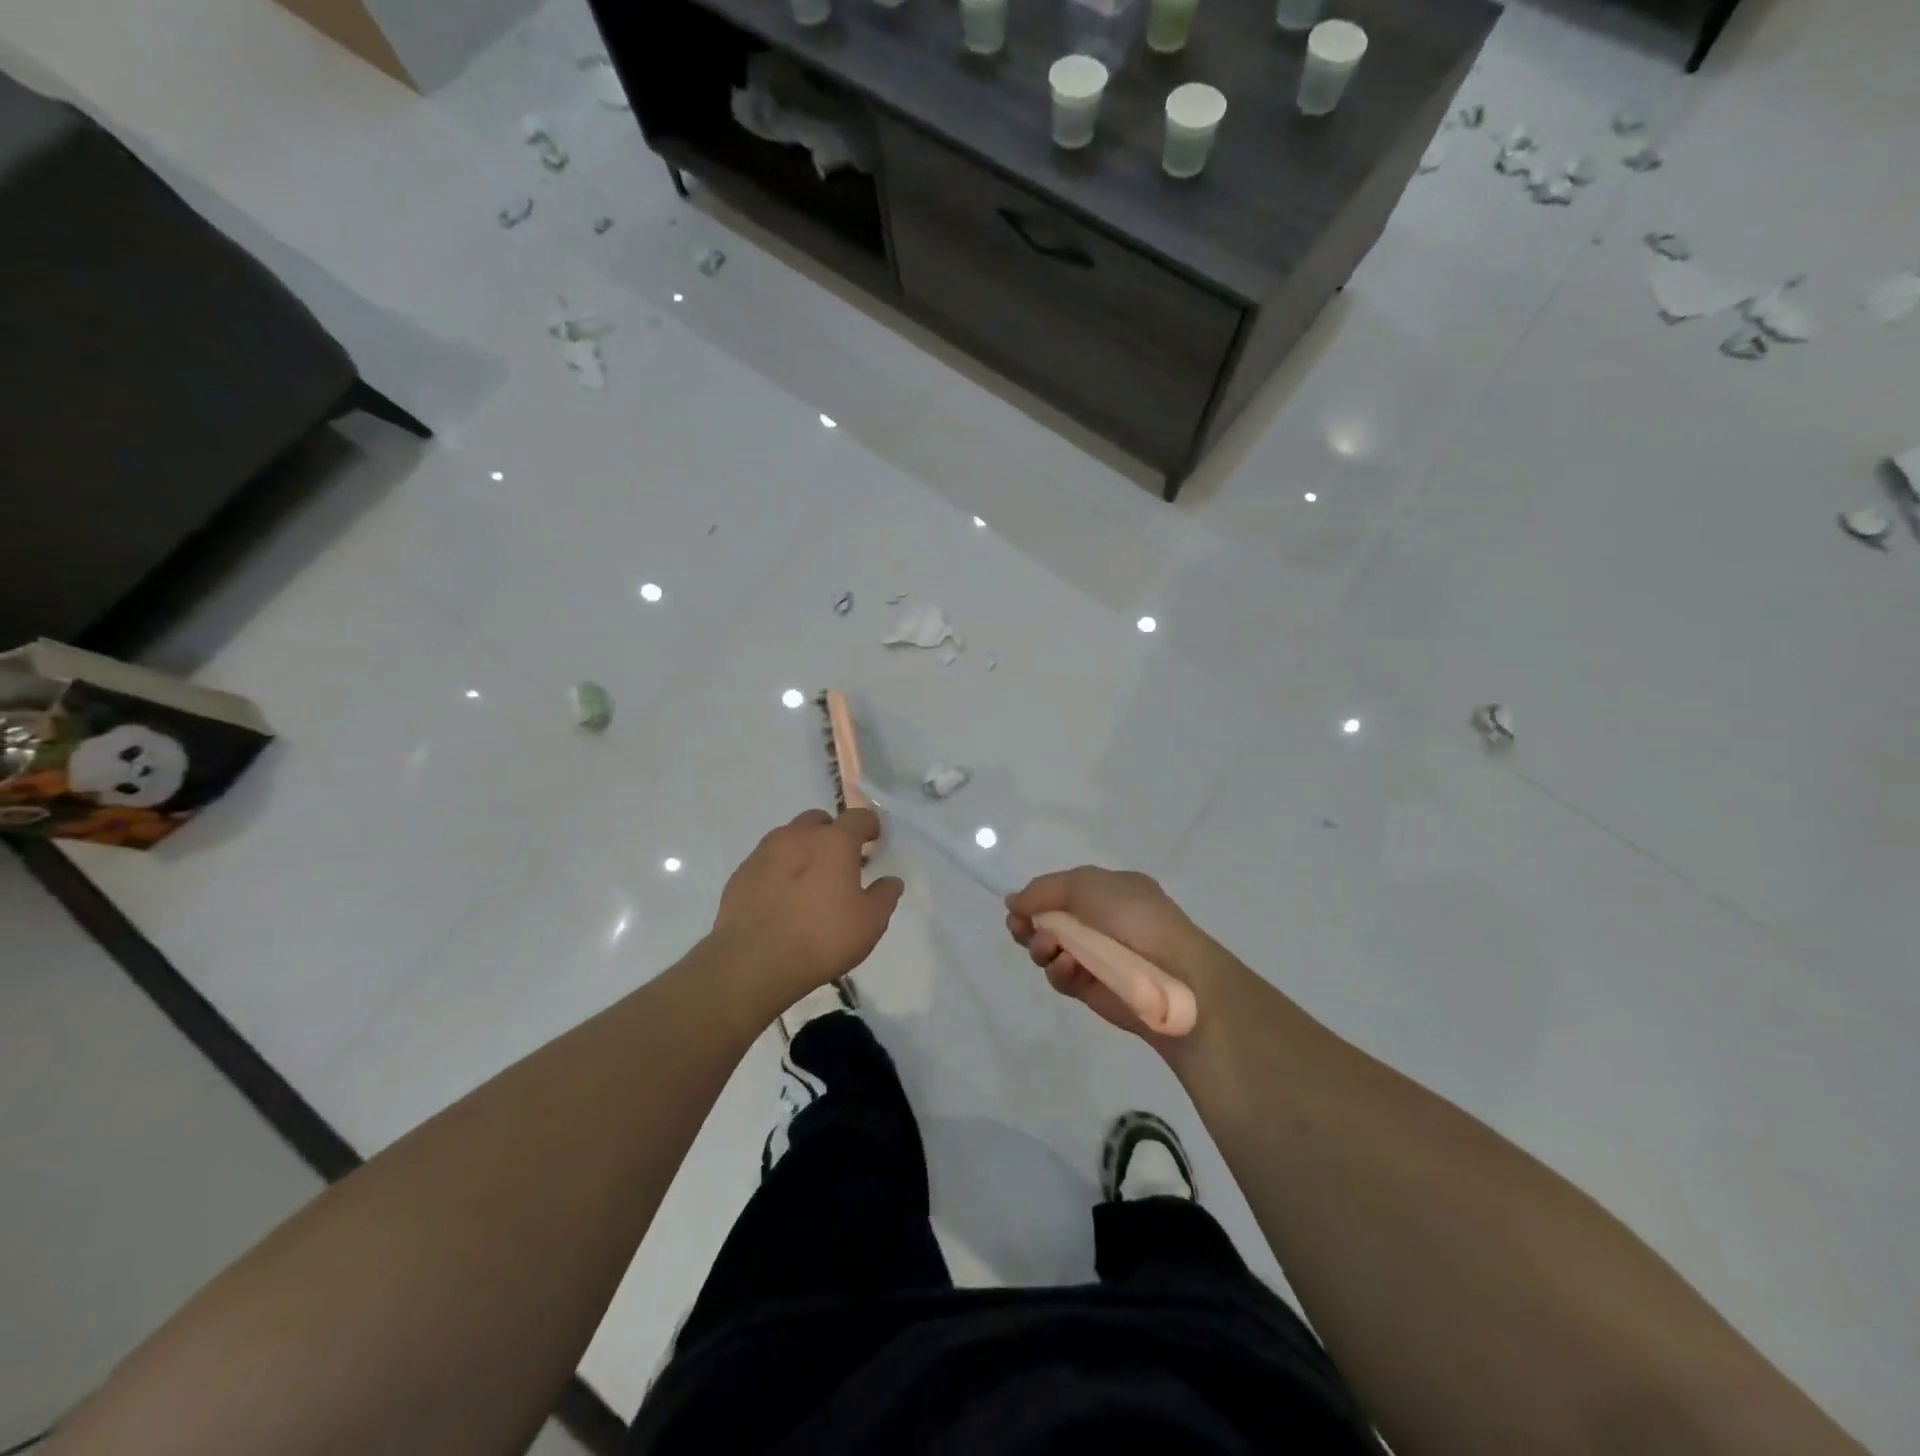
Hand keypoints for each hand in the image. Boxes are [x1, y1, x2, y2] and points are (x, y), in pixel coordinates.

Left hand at [710, 808, 903, 1012]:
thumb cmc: (821, 938)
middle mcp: (798, 836)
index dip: (869, 825)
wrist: (753, 962)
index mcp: (834, 841)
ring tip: (808, 880)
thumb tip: (891, 881)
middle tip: (839, 861)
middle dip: (832, 833)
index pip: (858, 817)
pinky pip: (767, 861)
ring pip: (789, 837)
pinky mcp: (741, 873)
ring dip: (803, 849)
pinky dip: (779, 869)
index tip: (873, 840)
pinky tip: (782, 897)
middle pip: (819, 821)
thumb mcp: (869, 923)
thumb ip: (884, 896)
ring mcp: (764, 852)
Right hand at [1006, 867, 1236, 1044]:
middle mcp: (1102, 922)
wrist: (1174, 973)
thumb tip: (1013, 901)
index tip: (1015, 907)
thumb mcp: (1086, 885)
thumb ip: (1044, 890)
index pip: (1063, 891)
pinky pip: (1062, 976)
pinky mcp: (1091, 988)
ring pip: (1050, 950)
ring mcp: (1096, 956)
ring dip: (1041, 946)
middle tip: (1018, 927)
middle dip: (1030, 924)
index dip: (1037, 899)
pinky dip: (1058, 970)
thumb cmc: (1134, 917)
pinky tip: (1066, 965)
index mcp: (1109, 892)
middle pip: (1050, 922)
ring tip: (1048, 947)